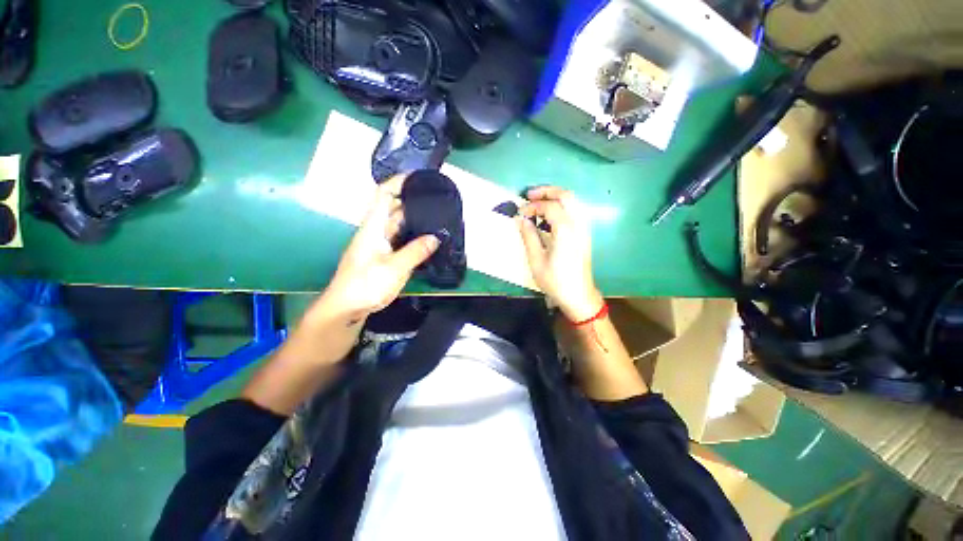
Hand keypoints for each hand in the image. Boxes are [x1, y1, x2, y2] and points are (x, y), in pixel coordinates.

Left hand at [321, 174, 438, 318]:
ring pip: (398, 225)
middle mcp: (376, 231)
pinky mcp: (383, 256)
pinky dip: (413, 236)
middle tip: (435, 199)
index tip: (417, 177)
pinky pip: (400, 240)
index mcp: (373, 227)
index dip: (398, 182)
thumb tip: (436, 237)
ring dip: (414, 219)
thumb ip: (416, 251)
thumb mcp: (394, 268)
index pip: (383, 195)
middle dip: (411, 200)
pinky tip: (427, 240)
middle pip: (393, 208)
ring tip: (436, 216)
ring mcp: (379, 245)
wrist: (346, 308)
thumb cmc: (365, 285)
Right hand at [518, 186, 603, 321]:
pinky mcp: (585, 234)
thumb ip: (529, 236)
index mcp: (566, 231)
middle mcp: (578, 224)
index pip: (549, 207)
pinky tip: (550, 215)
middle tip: (529, 195)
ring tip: (538, 202)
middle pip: (566, 195)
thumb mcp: (537, 260)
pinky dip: (562, 206)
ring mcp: (584, 228)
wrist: (578, 295)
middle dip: (547, 191)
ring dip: (555, 197)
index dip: (532, 206)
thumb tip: (521, 219)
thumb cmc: (556, 281)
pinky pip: (575, 211)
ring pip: (573, 201)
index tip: (520, 213)